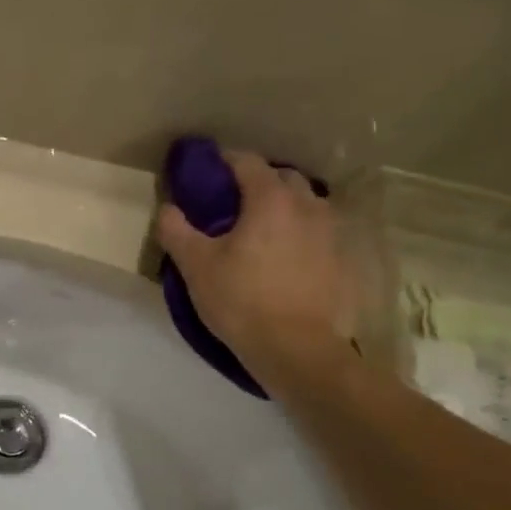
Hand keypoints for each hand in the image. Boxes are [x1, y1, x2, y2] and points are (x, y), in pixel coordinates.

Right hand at [156, 151, 355, 383]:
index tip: (209, 169)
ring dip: (285, 206)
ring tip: (263, 228)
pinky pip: (319, 232)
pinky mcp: (342, 260)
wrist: (297, 349)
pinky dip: (301, 233)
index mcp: (270, 200)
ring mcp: (330, 233)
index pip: (247, 162)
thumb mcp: (195, 266)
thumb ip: (177, 231)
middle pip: (283, 177)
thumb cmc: (241, 300)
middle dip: (259, 181)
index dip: (225, 160)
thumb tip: (168, 208)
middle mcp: (307, 206)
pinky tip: (286, 255)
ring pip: (306, 203)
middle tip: (234, 201)